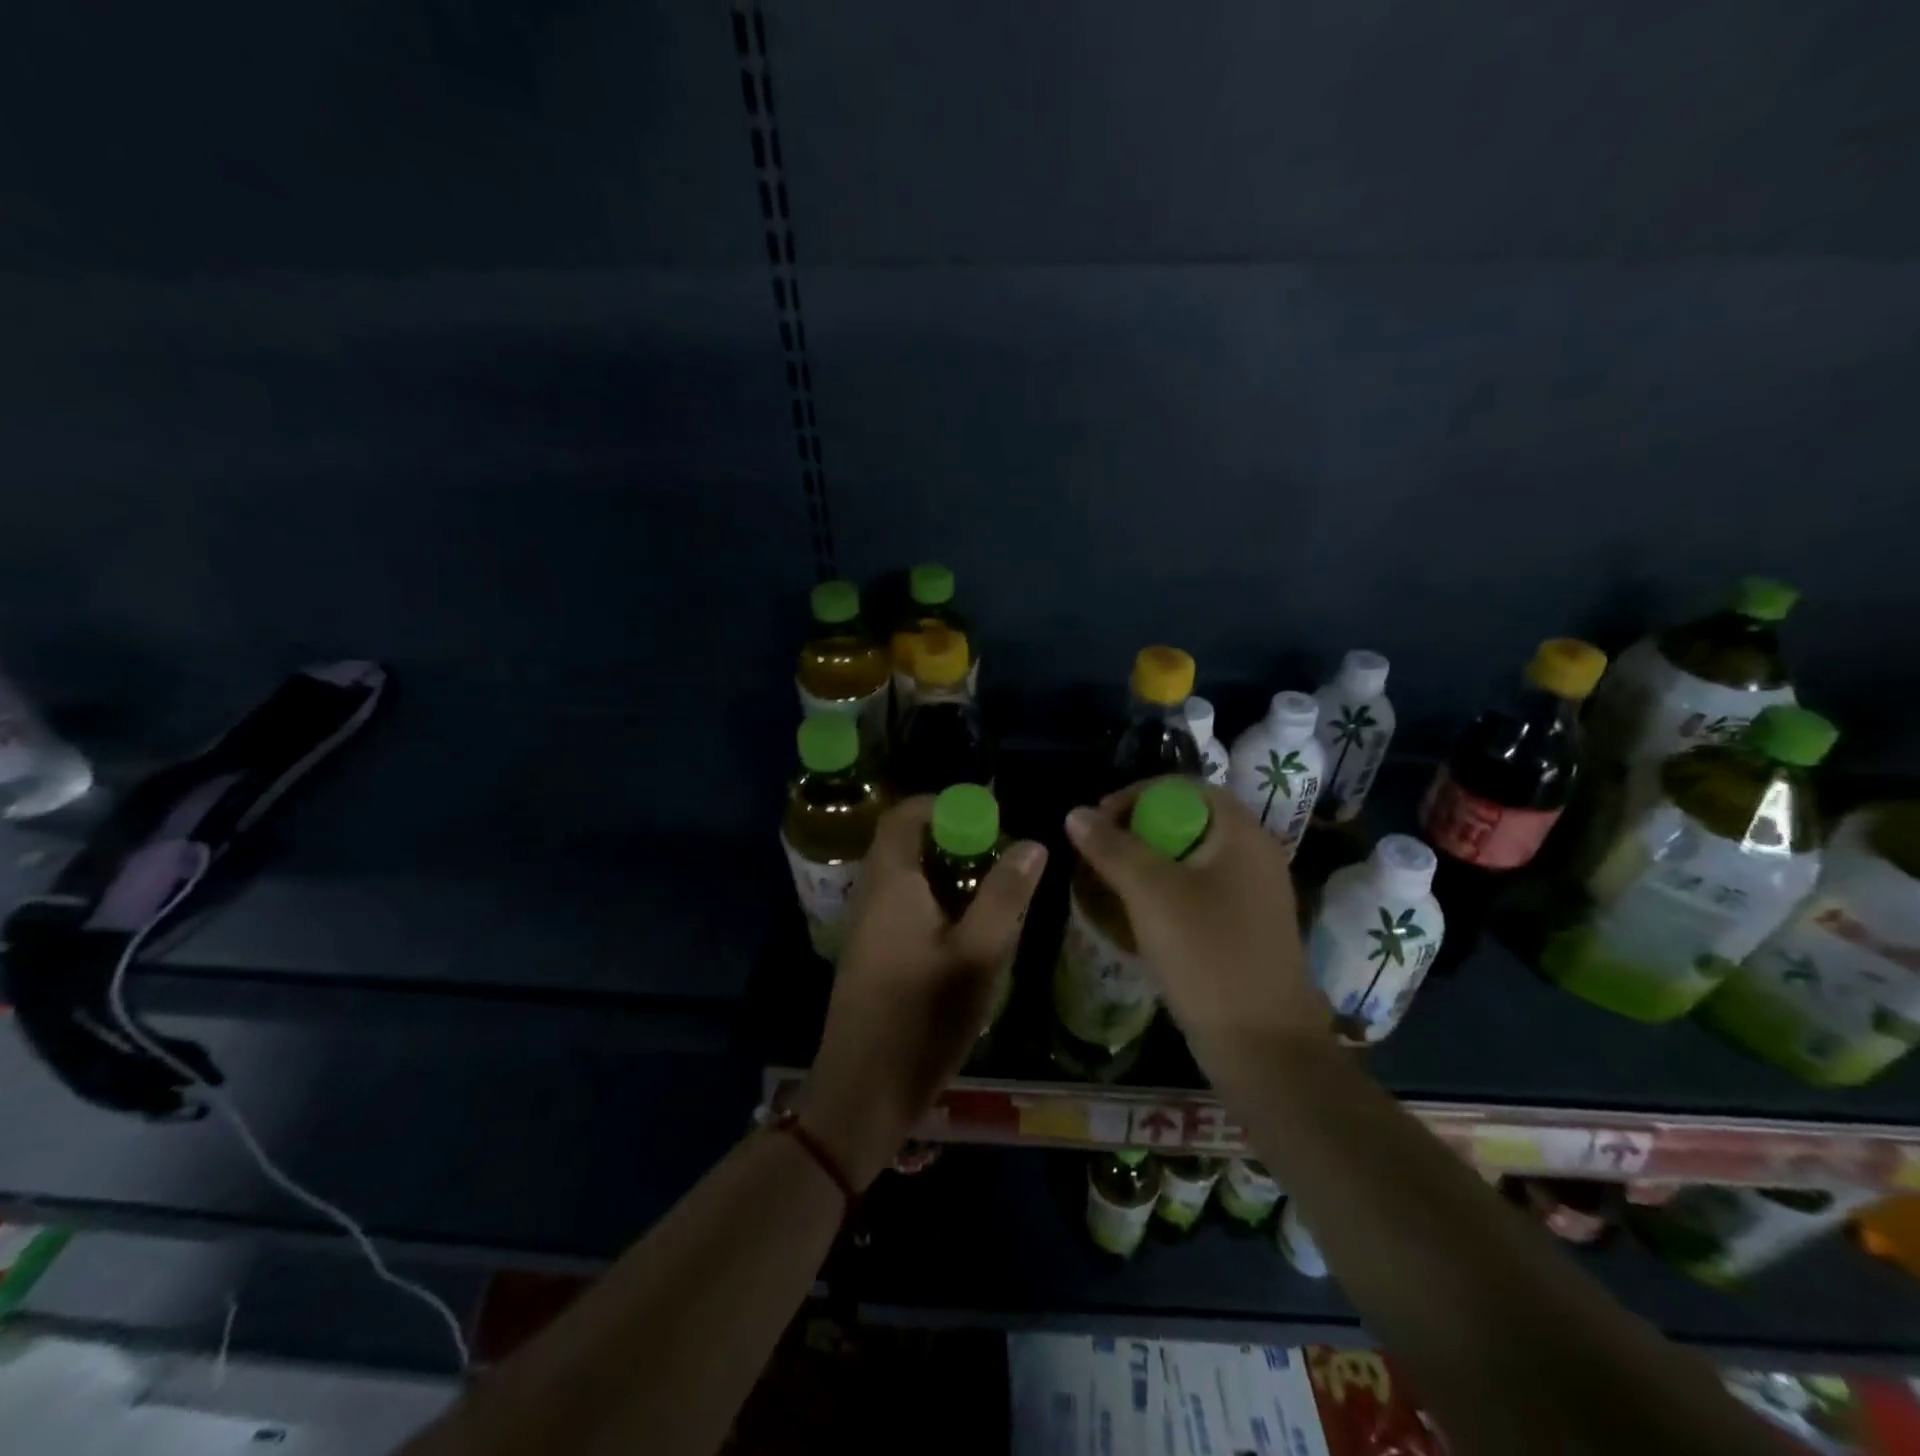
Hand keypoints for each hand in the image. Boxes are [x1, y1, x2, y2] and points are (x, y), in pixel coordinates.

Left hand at [801, 796, 1046, 1187]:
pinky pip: (900, 908)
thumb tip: (1031, 843)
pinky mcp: (868, 958)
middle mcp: (870, 896)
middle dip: (951, 841)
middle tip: (996, 857)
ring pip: (904, 879)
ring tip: (989, 894)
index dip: (942, 805)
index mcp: (891, 883)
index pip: (904, 816)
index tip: (985, 817)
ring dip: (943, 874)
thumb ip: (1005, 895)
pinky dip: (932, 903)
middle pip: (904, 845)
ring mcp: (864, 929)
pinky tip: (964, 935)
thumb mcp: (978, 954)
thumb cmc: (922, 1017)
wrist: (862, 1093)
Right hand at [1064, 779, 1329, 1067]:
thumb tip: (1076, 813)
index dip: (1136, 796)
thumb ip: (1112, 848)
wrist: (1264, 1048)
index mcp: (1241, 834)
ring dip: (1145, 864)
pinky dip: (1163, 893)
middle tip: (1097, 855)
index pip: (1183, 788)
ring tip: (1107, 884)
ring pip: (1188, 859)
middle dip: (1135, 832)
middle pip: (1185, 821)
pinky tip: (1135, 916)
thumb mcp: (1152, 894)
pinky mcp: (1242, 927)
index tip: (1097, 822)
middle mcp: (1252, 855)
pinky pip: (1196, 891)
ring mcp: (1251, 894)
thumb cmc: (1209, 957)